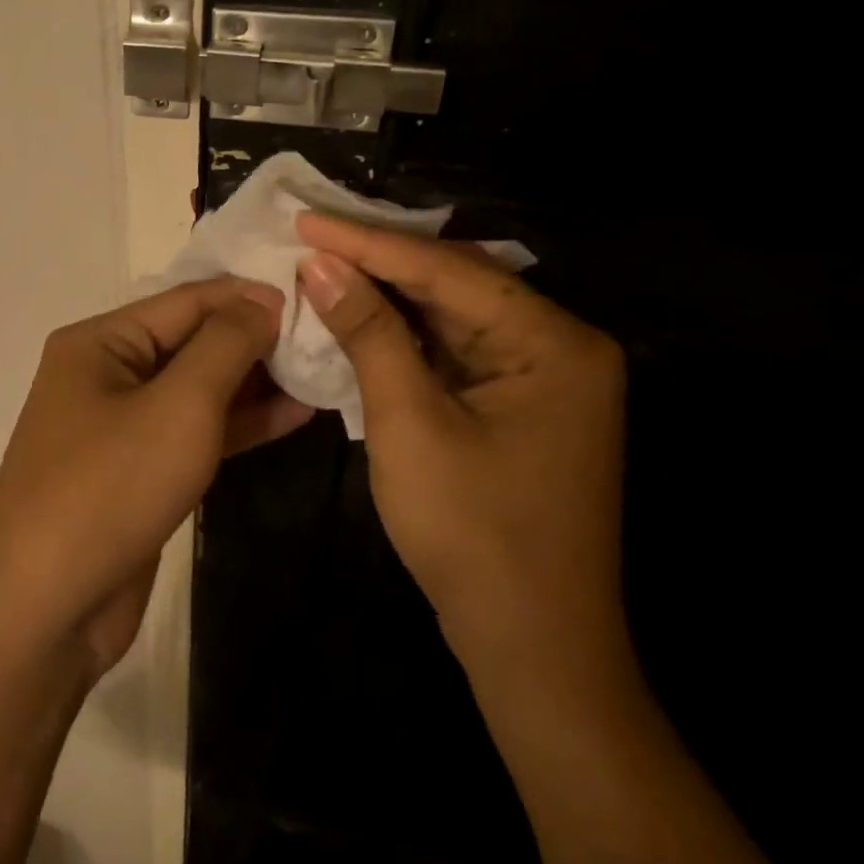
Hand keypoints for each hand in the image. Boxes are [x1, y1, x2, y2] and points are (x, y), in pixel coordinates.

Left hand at [0, 279, 312, 678]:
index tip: (312, 294)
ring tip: (322, 370)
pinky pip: (194, 433)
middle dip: (255, 339)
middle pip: (191, 342)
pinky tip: (295, 415)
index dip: (248, 295)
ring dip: (255, 383)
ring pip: (197, 390)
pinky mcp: (138, 472)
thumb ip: (226, 345)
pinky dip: (240, 425)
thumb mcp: (178, 405)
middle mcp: (105, 374)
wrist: (46, 610)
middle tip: (326, 334)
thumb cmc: (110, 488)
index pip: (185, 300)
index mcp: (99, 342)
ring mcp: (120, 426)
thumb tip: (263, 299)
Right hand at [296, 213, 627, 681]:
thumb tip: (322, 265)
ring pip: (452, 316)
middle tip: (311, 234)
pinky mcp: (517, 405)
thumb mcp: (410, 423)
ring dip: (388, 296)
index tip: (306, 219)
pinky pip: (454, 352)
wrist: (530, 645)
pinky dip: (404, 337)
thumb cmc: (472, 533)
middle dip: (380, 261)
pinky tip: (359, 315)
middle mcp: (557, 346)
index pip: (446, 270)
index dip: (369, 243)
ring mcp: (540, 378)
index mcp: (552, 341)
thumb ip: (369, 334)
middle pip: (455, 284)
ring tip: (324, 262)